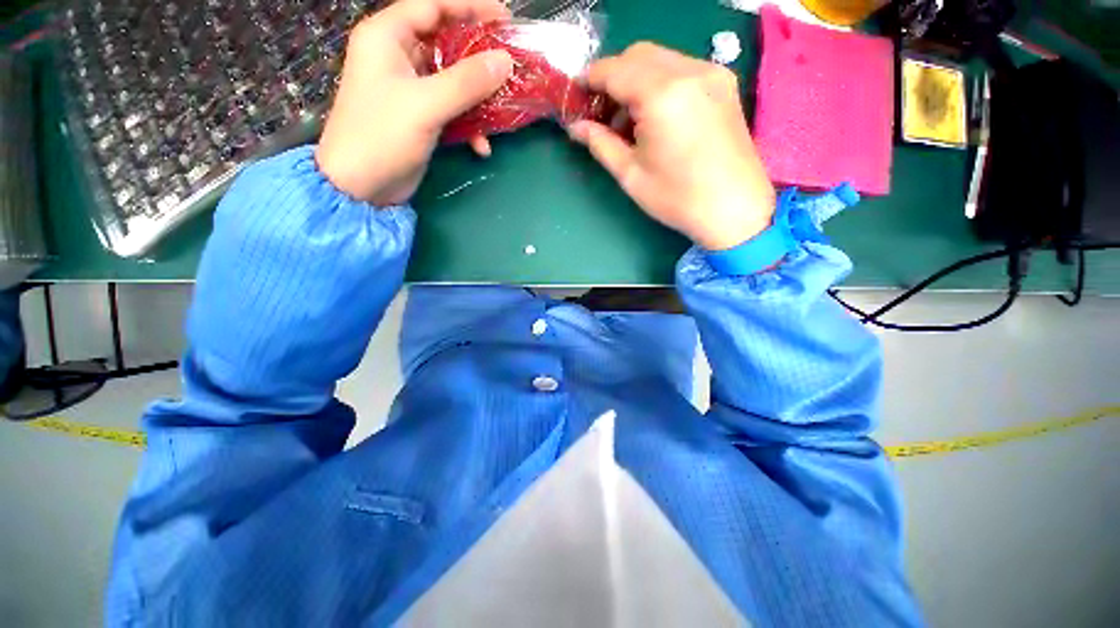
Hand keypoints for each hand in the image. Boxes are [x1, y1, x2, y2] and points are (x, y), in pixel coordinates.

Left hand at [316, 0, 513, 204]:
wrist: (361, 186)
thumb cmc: (382, 136)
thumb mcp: (426, 104)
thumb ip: (466, 82)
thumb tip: (505, 61)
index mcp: (388, 37)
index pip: (433, 5)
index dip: (470, 8)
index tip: (505, 18)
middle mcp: (398, 56)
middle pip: (447, 42)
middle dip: (480, 57)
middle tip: (511, 64)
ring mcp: (410, 89)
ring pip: (453, 80)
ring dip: (478, 97)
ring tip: (503, 109)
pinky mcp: (420, 116)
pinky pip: (452, 109)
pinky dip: (469, 125)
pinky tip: (482, 146)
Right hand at [568, 43, 775, 250]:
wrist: (735, 209)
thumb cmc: (677, 198)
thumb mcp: (631, 174)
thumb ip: (600, 144)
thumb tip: (576, 127)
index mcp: (661, 95)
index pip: (614, 70)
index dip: (591, 80)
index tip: (578, 98)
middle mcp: (688, 71)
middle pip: (637, 55)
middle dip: (613, 78)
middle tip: (603, 113)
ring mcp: (711, 73)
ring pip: (660, 59)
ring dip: (636, 80)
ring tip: (629, 121)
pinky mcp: (723, 83)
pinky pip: (681, 69)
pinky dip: (660, 83)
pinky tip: (656, 116)